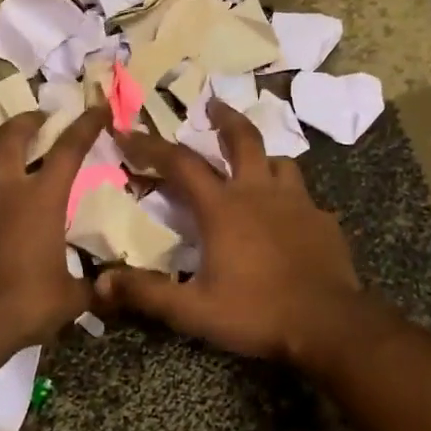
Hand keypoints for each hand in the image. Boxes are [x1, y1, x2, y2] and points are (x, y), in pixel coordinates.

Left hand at [0, 107, 106, 353]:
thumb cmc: (28, 303)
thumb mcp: (71, 297)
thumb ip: (89, 286)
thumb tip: (107, 289)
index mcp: (41, 199)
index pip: (69, 149)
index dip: (86, 124)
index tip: (98, 108)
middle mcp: (1, 190)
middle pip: (9, 137)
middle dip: (25, 122)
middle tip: (35, 120)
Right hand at [96, 100, 368, 364]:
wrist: (329, 324)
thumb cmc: (257, 313)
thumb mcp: (194, 310)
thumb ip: (148, 293)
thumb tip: (100, 282)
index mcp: (224, 207)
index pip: (180, 164)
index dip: (150, 146)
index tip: (127, 132)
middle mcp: (260, 192)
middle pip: (243, 139)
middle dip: (224, 119)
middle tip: (213, 106)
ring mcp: (298, 203)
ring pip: (279, 163)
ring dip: (261, 157)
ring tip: (253, 165)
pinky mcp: (324, 220)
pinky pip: (303, 197)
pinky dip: (289, 197)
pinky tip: (288, 216)